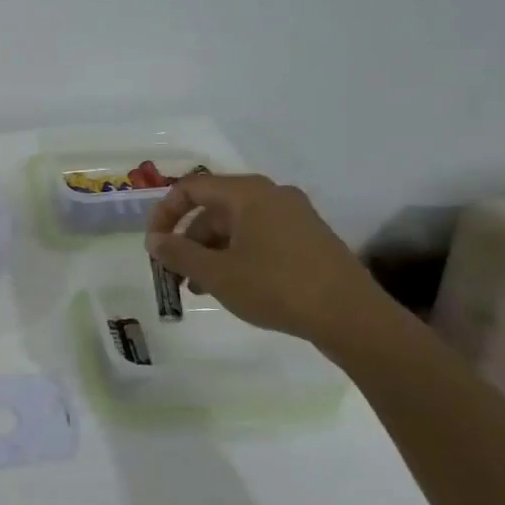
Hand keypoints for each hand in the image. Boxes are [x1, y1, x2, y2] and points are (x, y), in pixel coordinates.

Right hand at [145, 174, 387, 348]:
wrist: (351, 316)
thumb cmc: (276, 286)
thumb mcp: (217, 273)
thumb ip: (178, 253)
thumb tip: (154, 241)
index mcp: (248, 193)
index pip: (191, 188)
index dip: (164, 213)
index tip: (154, 244)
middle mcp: (272, 195)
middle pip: (214, 208)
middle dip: (188, 239)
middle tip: (174, 271)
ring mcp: (295, 216)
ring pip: (237, 226)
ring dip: (211, 252)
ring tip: (199, 287)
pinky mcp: (309, 239)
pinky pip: (260, 237)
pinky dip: (237, 255)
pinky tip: (232, 286)